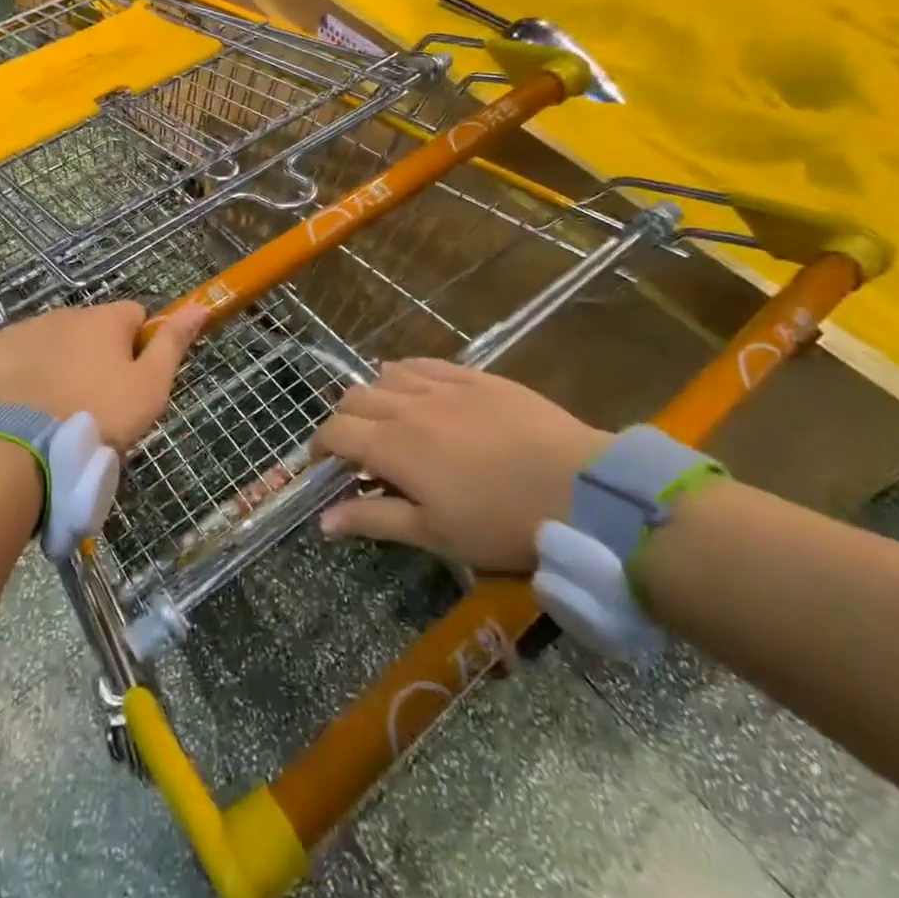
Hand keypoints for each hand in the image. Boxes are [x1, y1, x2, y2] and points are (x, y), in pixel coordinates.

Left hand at [0, 301, 206, 451]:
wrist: (18, 446)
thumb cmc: (97, 416)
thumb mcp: (150, 387)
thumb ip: (174, 344)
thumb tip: (200, 306)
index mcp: (106, 319)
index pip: (134, 317)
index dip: (139, 345)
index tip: (132, 381)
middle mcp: (64, 313)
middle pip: (90, 329)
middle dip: (94, 356)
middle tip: (93, 404)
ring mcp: (23, 329)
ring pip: (50, 342)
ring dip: (57, 363)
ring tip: (54, 411)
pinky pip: (13, 356)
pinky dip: (19, 373)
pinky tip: (19, 405)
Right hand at [314, 360, 607, 572]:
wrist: (578, 489)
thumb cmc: (500, 522)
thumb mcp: (434, 533)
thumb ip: (374, 520)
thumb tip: (323, 521)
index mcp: (392, 446)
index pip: (336, 432)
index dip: (319, 447)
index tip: (321, 466)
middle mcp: (407, 406)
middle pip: (355, 398)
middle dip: (344, 421)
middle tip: (356, 449)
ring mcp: (443, 386)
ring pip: (388, 375)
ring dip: (375, 395)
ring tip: (387, 418)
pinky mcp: (476, 377)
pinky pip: (426, 364)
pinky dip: (408, 374)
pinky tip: (416, 388)